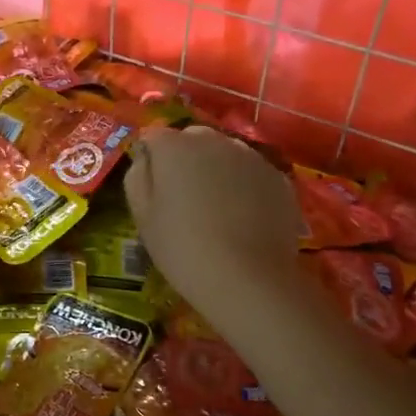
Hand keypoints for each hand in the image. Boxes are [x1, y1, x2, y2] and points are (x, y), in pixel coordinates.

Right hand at [124, 126, 305, 333]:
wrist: (248, 278)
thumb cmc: (182, 247)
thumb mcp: (142, 215)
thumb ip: (137, 176)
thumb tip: (146, 157)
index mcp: (174, 146)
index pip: (153, 137)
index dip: (150, 159)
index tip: (152, 188)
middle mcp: (213, 139)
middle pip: (191, 139)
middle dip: (184, 159)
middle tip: (183, 197)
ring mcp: (250, 156)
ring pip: (224, 153)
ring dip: (216, 169)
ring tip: (215, 208)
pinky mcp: (278, 177)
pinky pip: (251, 172)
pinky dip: (244, 185)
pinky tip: (242, 216)